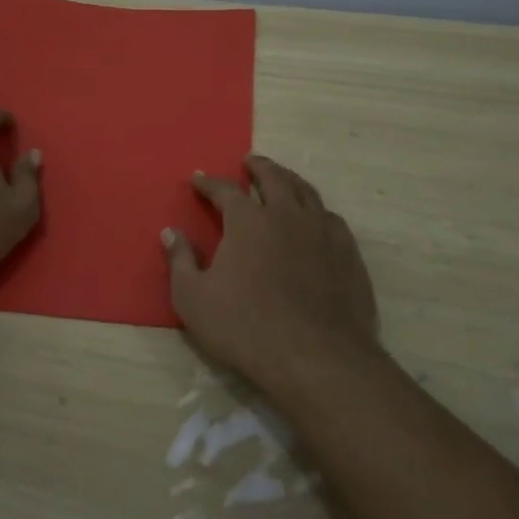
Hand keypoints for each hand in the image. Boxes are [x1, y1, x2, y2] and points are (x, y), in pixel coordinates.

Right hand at [162, 155, 379, 396]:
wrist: (317, 357)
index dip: (209, 183)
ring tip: (283, 179)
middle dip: (258, 166)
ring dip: (290, 180)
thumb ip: (181, 261)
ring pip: (306, 192)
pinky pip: (331, 218)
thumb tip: (170, 232)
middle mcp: (287, 214)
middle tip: (249, 161)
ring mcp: (322, 231)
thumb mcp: (194, 299)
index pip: (225, 190)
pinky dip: (317, 210)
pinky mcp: (348, 253)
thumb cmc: (246, 327)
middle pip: (274, 178)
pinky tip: (316, 219)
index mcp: (248, 221)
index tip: (198, 178)